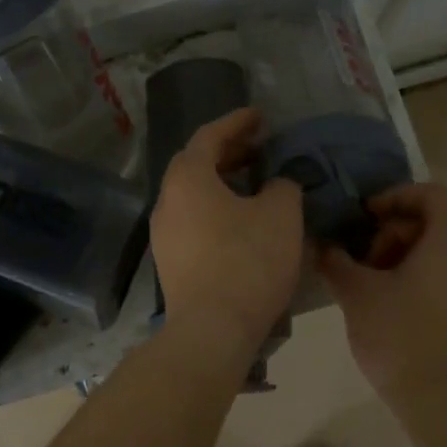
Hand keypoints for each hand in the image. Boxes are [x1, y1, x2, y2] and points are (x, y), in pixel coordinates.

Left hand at [150, 108, 304, 347]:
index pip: (209, 136)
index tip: (259, 116)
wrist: (211, 330)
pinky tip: (240, 223)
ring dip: (221, 184)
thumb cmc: (247, 262)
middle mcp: (167, 201)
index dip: (236, 122)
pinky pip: (192, 221)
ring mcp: (163, 234)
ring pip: (192, 195)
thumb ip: (282, 187)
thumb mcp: (281, 215)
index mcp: (188, 179)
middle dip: (227, 152)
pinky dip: (215, 210)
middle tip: (258, 149)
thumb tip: (276, 185)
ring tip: (253, 185)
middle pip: (195, 164)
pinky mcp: (169, 262)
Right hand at [318, 182, 446, 404]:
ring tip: (370, 285)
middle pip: (433, 222)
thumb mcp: (357, 293)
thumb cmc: (401, 335)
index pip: (428, 193)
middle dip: (391, 232)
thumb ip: (336, 260)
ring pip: (441, 251)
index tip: (361, 219)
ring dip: (403, 256)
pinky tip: (391, 305)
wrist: (445, 402)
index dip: (391, 197)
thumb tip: (323, 245)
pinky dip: (420, 276)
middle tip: (360, 260)